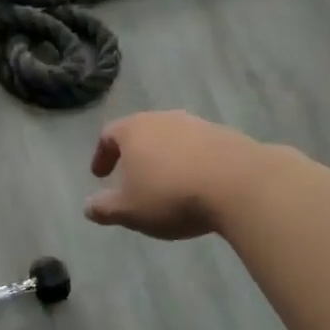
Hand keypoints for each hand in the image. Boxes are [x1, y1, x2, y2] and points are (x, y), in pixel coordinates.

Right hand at [84, 111, 267, 240]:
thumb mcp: (130, 210)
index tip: (100, 175)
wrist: (241, 184)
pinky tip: (197, 184)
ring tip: (166, 183)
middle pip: (142, 131)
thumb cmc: (172, 195)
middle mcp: (164, 119)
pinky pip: (199, 148)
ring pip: (172, 138)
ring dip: (165, 157)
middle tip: (132, 177)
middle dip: (134, 154)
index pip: (108, 135)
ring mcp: (198, 124)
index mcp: (135, 130)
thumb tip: (87, 206)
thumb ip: (105, 208)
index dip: (101, 155)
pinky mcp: (226, 136)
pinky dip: (191, 162)